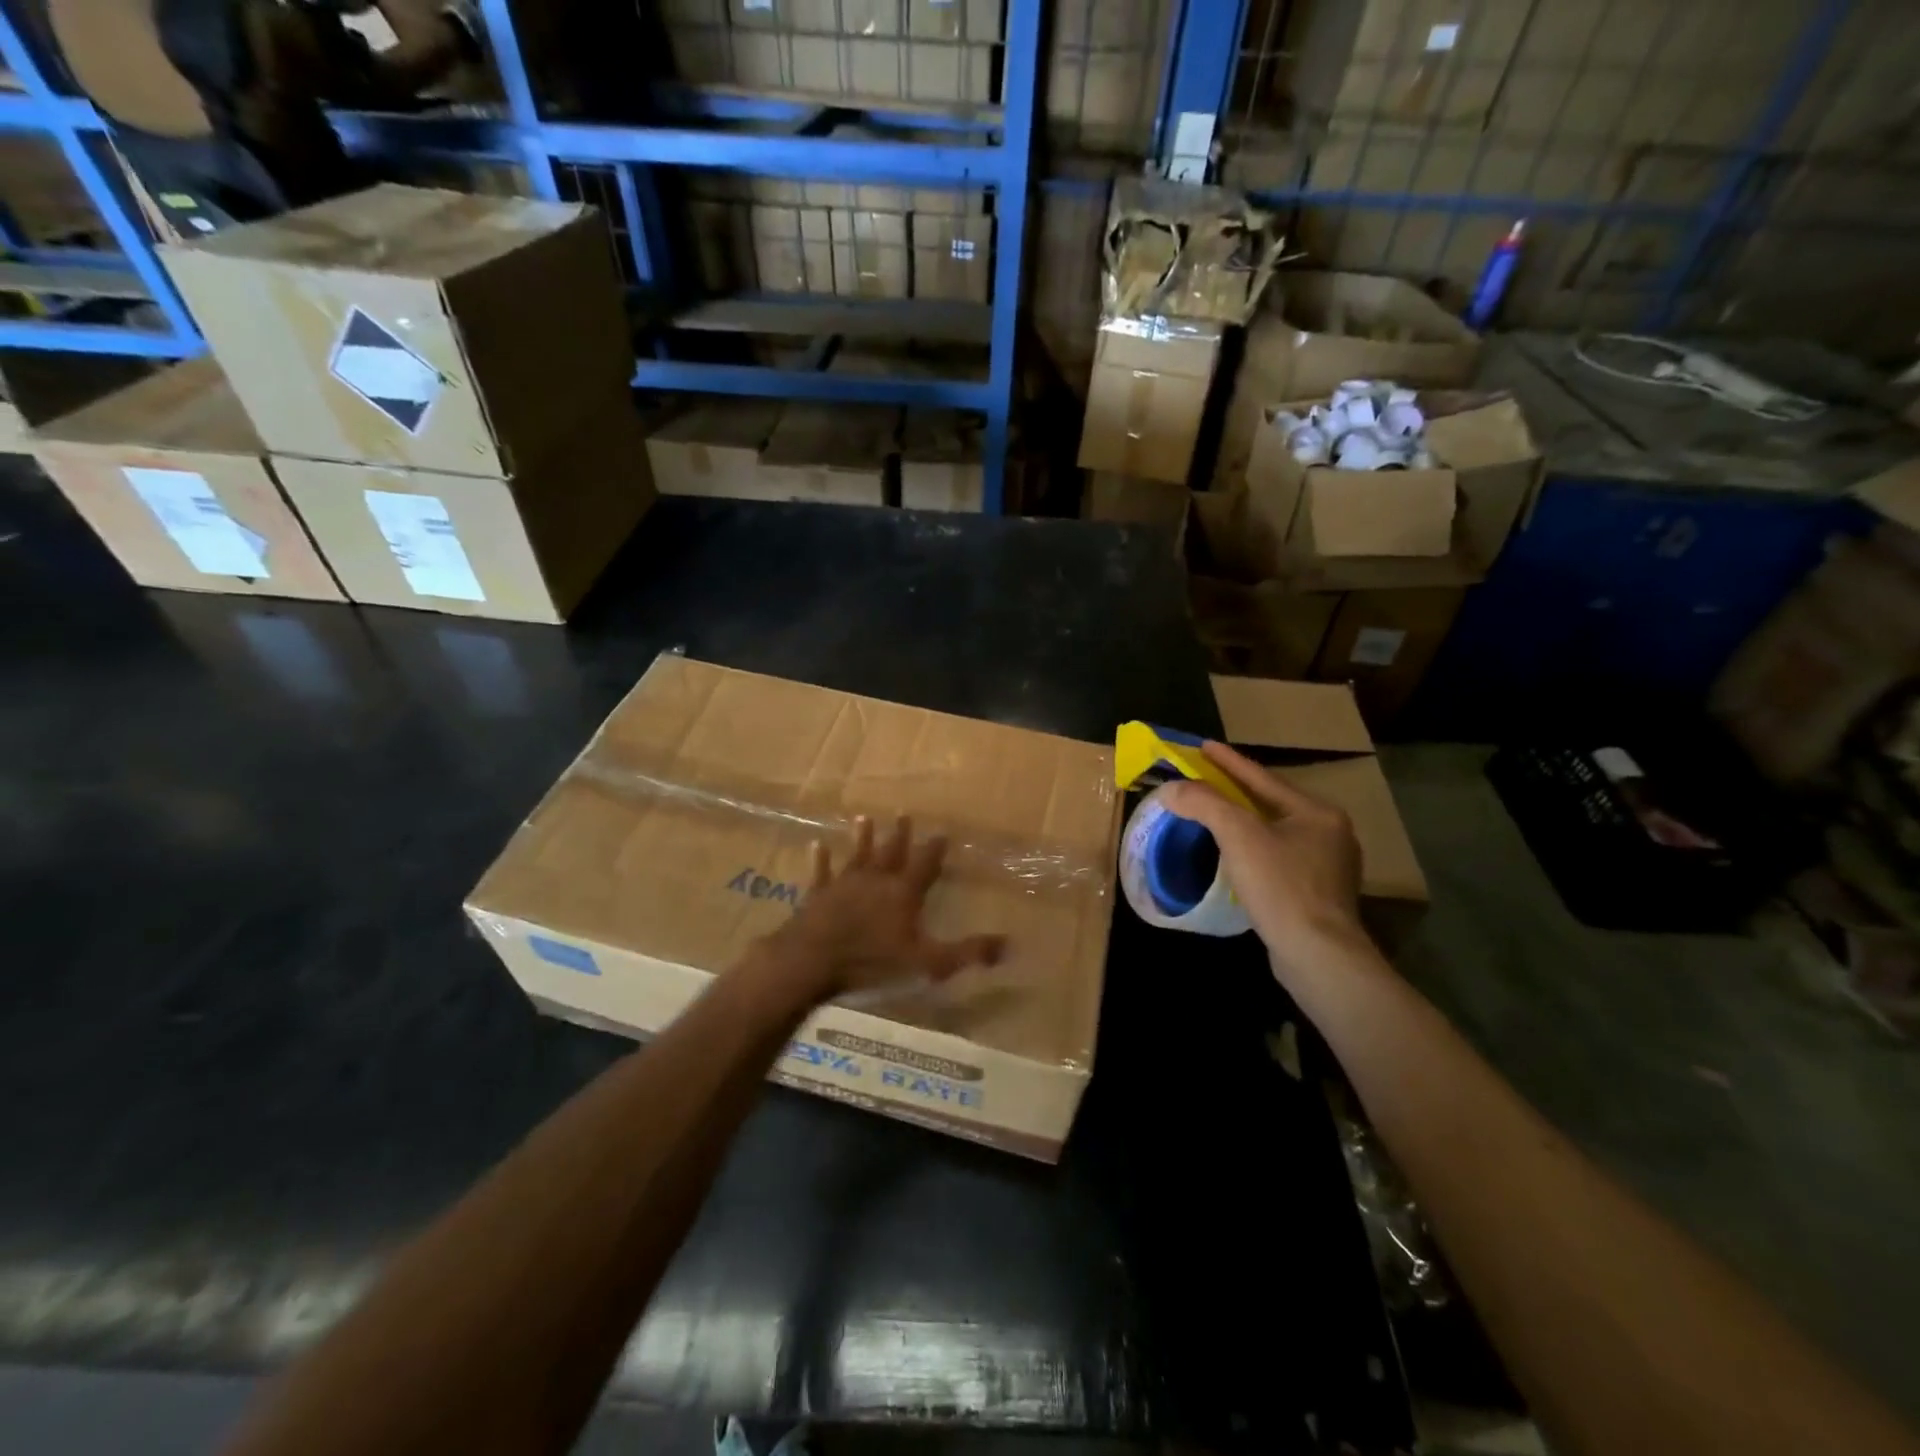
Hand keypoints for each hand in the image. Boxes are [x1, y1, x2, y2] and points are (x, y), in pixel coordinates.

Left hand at [760, 815, 1005, 1005]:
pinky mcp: (817, 895)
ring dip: (862, 838)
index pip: (924, 864)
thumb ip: (967, 953)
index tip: (942, 832)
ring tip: (865, 818)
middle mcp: (876, 880)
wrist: (812, 961)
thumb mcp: (927, 963)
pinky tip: (817, 845)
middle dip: (900, 834)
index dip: (934, 849)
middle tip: (904, 813)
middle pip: (890, 852)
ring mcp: (843, 884)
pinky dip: (821, 859)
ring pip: (857, 855)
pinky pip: (821, 872)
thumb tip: (1009, 943)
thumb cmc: (872, 962)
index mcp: (903, 893)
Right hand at [1159, 742, 1366, 975]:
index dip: (1229, 762)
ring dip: (1245, 822)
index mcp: (1316, 812)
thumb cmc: (1281, 886)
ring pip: (1276, 833)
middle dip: (1238, 791)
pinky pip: (1279, 859)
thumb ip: (1204, 804)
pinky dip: (1255, 850)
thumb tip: (1171, 789)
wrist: (1318, 954)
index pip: (1263, 779)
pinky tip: (1238, 857)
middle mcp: (1329, 833)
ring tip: (1216, 815)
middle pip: (1272, 804)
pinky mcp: (1319, 895)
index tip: (1203, 746)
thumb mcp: (1238, 836)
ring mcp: (1329, 867)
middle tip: (1205, 779)